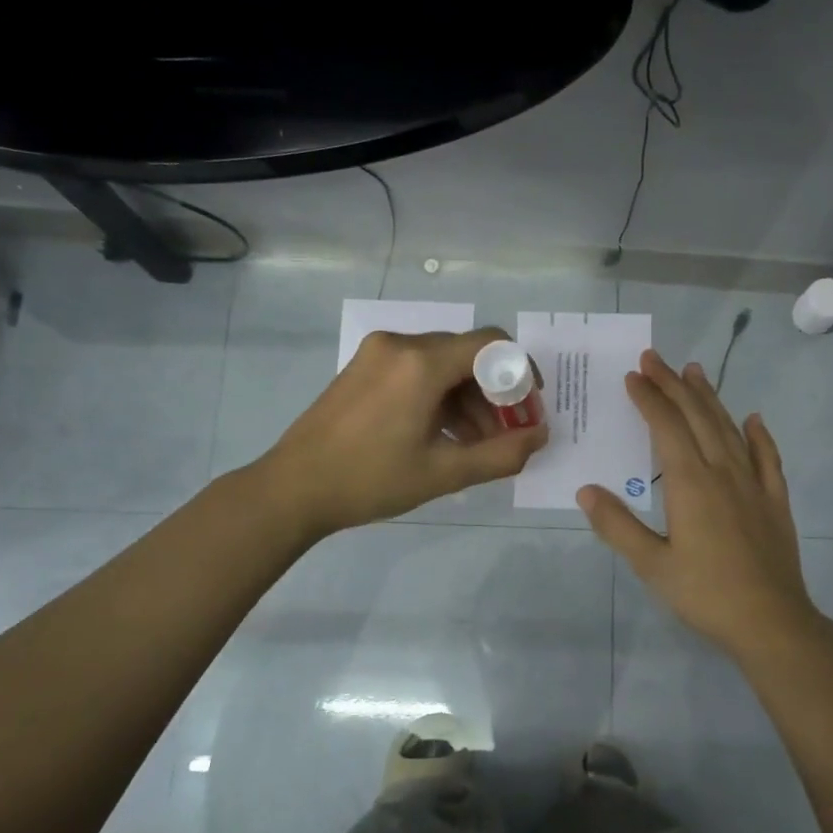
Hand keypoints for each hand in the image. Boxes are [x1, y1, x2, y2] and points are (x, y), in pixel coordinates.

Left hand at [260, 327, 549, 538]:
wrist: (293, 488)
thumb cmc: (371, 480)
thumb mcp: (443, 473)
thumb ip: (501, 454)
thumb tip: (540, 437)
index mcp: (420, 363)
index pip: (491, 345)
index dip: (520, 372)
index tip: (529, 407)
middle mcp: (400, 344)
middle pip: (466, 355)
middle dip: (494, 393)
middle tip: (505, 434)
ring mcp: (377, 353)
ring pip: (441, 364)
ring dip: (467, 398)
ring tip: (475, 444)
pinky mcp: (363, 367)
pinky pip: (415, 370)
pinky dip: (438, 396)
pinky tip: (442, 434)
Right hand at [578, 350, 822, 658]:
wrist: (771, 622)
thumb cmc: (705, 594)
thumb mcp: (652, 565)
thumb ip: (617, 525)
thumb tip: (586, 490)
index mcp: (691, 484)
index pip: (666, 428)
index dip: (649, 399)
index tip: (633, 375)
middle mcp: (723, 473)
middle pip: (697, 418)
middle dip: (673, 386)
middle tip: (655, 358)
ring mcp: (754, 485)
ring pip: (729, 429)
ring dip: (710, 399)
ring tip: (694, 372)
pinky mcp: (775, 501)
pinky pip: (768, 459)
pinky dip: (759, 436)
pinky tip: (753, 420)